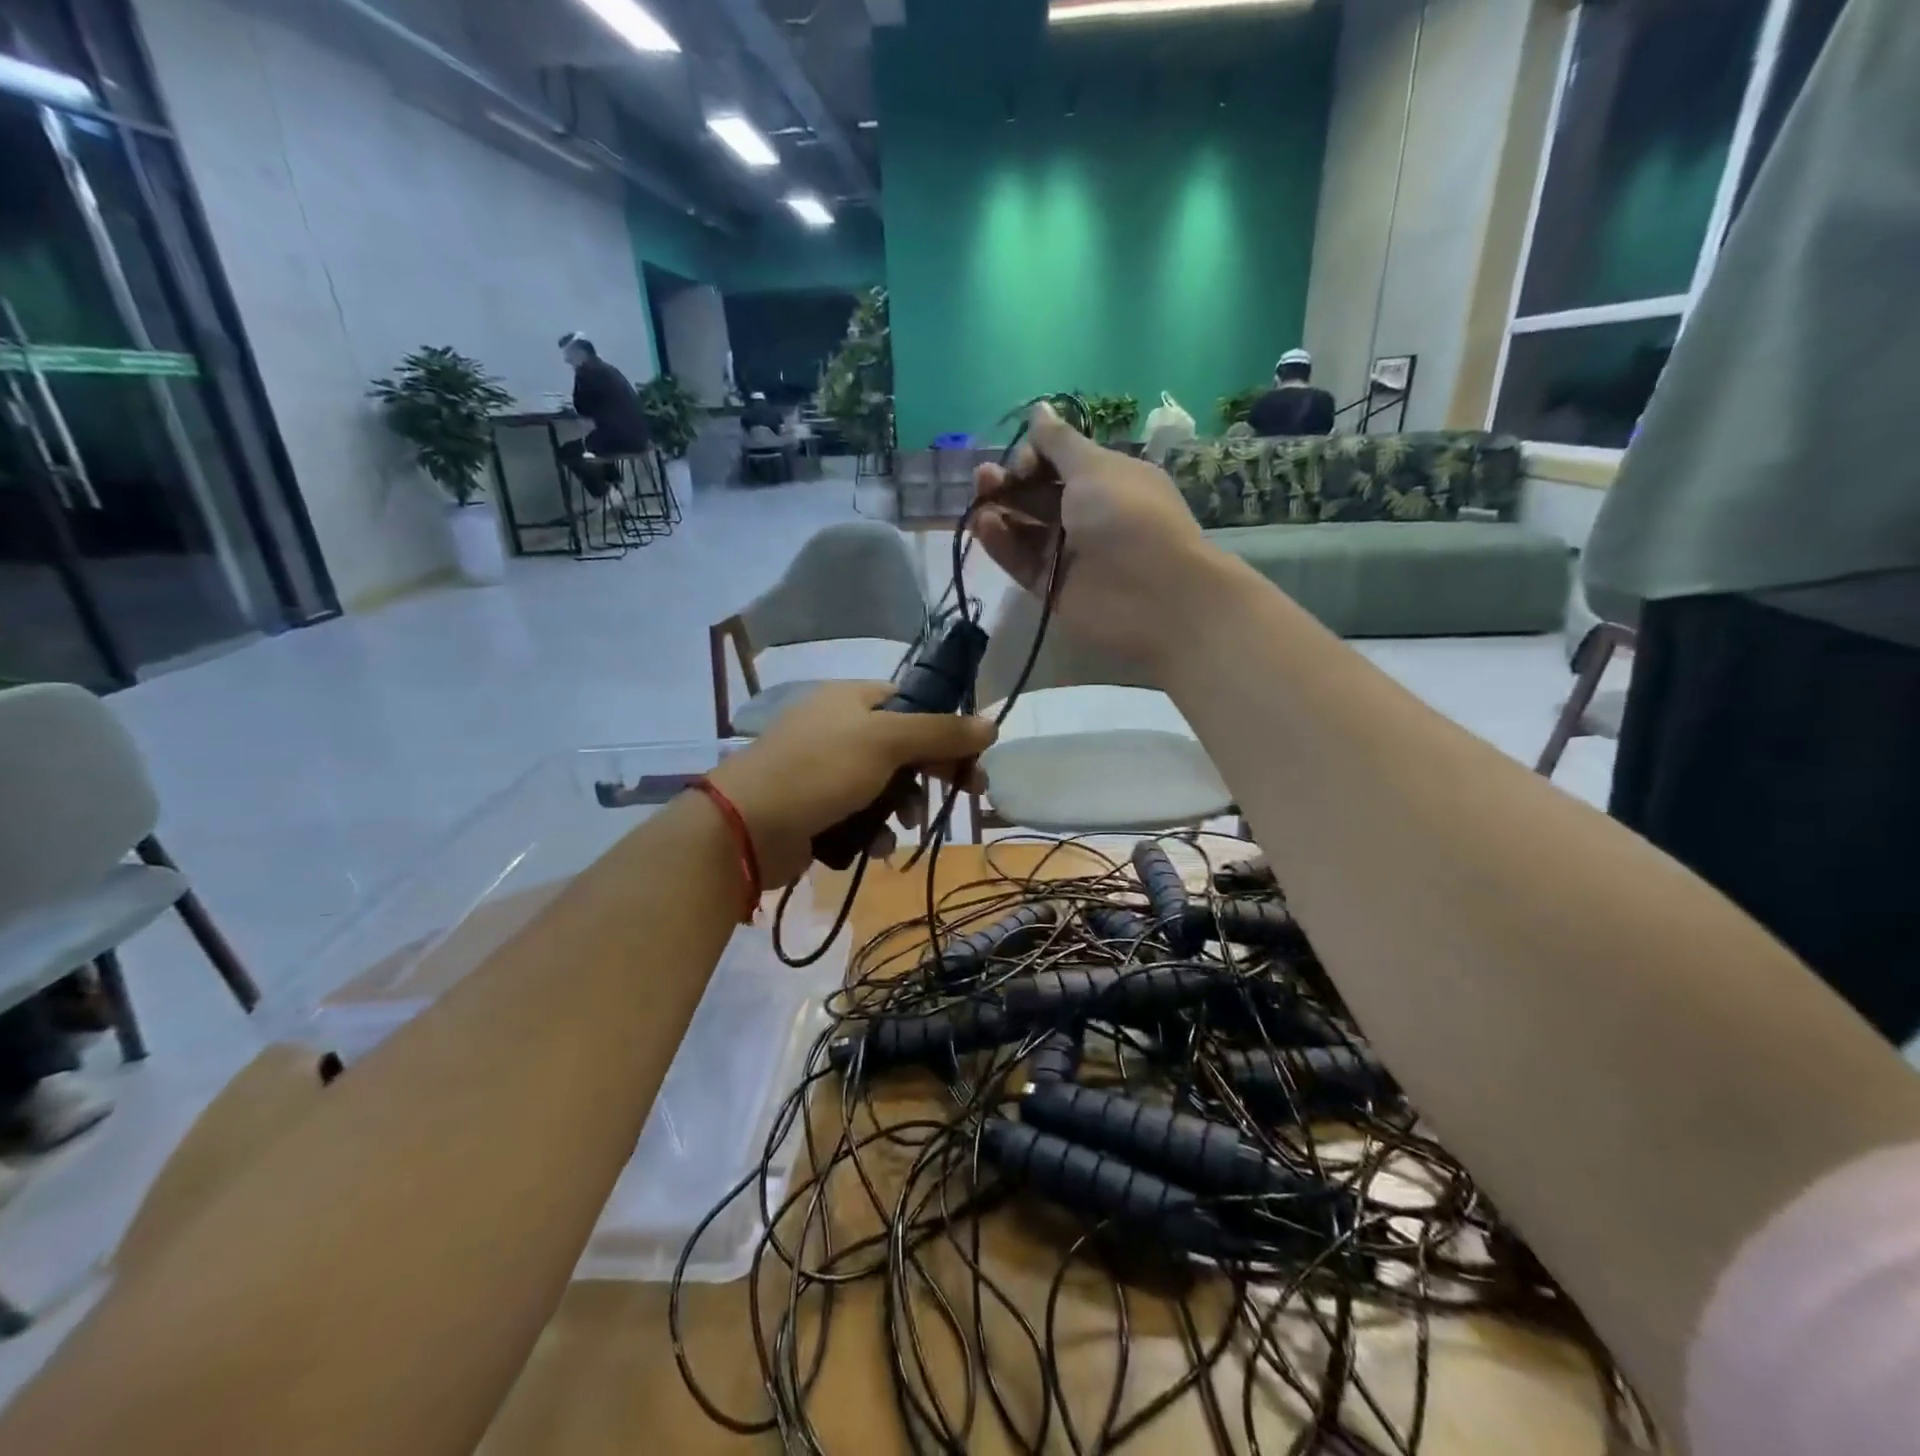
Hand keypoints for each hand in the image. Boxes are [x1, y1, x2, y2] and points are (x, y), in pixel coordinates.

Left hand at [706, 682, 995, 885]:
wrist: (746, 825)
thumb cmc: (821, 770)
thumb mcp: (887, 742)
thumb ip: (941, 733)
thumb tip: (992, 724)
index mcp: (852, 699)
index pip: (912, 703)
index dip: (945, 729)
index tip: (972, 759)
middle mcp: (839, 727)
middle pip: (902, 746)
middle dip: (930, 773)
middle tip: (965, 795)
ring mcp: (824, 769)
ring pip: (884, 784)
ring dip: (903, 806)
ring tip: (905, 825)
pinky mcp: (815, 807)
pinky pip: (859, 813)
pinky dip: (873, 829)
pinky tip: (875, 846)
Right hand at [972, 402, 1215, 668]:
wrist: (1152, 596)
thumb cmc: (1128, 517)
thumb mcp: (1095, 467)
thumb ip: (1059, 443)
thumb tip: (1039, 409)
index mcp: (1109, 480)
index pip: (1061, 463)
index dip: (1037, 456)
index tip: (1026, 460)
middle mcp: (1088, 515)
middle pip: (1039, 495)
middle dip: (1011, 481)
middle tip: (986, 478)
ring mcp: (1068, 554)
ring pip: (1025, 528)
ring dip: (1000, 509)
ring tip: (979, 498)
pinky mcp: (1051, 587)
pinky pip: (1021, 560)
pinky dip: (1002, 542)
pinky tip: (985, 525)